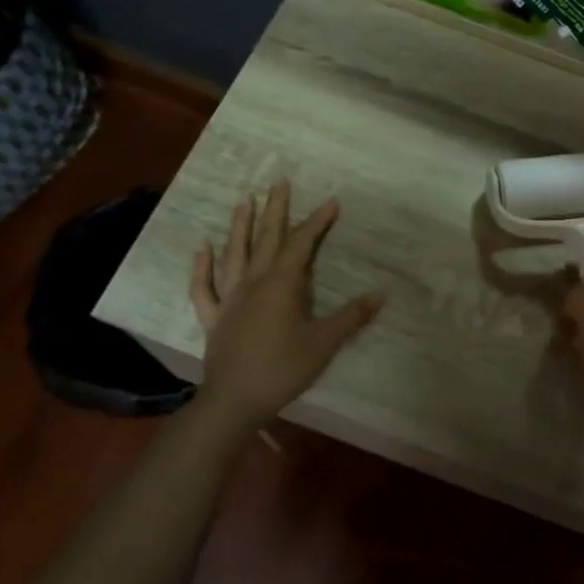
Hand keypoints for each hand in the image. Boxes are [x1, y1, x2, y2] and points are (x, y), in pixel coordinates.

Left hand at [190, 181, 383, 427]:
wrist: (235, 401)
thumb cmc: (283, 369)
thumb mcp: (324, 343)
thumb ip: (351, 317)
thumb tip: (381, 294)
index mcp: (282, 284)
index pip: (302, 244)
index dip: (317, 222)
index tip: (332, 202)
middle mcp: (253, 282)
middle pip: (266, 239)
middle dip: (276, 210)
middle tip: (279, 183)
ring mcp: (229, 298)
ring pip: (234, 254)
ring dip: (239, 226)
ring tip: (244, 201)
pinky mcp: (214, 317)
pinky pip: (204, 287)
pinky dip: (202, 266)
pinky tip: (202, 247)